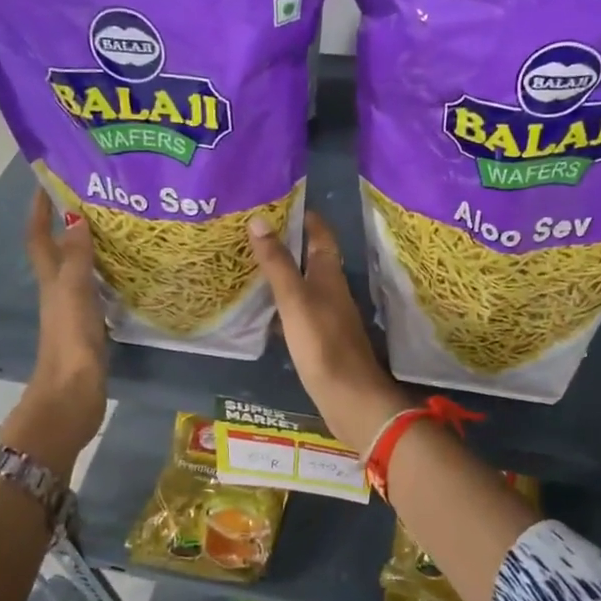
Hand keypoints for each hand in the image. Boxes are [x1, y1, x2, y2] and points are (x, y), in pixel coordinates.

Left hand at [4, 189, 107, 472]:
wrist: (72, 396)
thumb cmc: (71, 342)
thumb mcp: (74, 294)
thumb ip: (77, 258)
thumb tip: (75, 216)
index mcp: (51, 282)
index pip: (39, 238)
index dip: (39, 211)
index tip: (47, 181)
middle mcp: (59, 292)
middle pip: (59, 251)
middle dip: (70, 224)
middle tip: (97, 199)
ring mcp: (74, 312)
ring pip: (80, 271)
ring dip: (91, 250)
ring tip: (118, 229)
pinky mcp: (91, 329)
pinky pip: (98, 292)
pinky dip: (108, 277)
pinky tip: (128, 274)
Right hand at [249, 210, 406, 450]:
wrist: (349, 398)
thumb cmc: (322, 344)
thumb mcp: (295, 299)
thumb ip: (277, 263)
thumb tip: (259, 220)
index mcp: (329, 276)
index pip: (321, 236)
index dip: (306, 218)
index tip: (281, 202)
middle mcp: (331, 292)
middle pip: (311, 260)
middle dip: (288, 245)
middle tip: (254, 232)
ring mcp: (326, 318)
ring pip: (303, 287)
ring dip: (283, 275)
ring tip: (250, 266)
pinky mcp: (319, 341)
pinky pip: (297, 314)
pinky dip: (281, 306)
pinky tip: (262, 312)